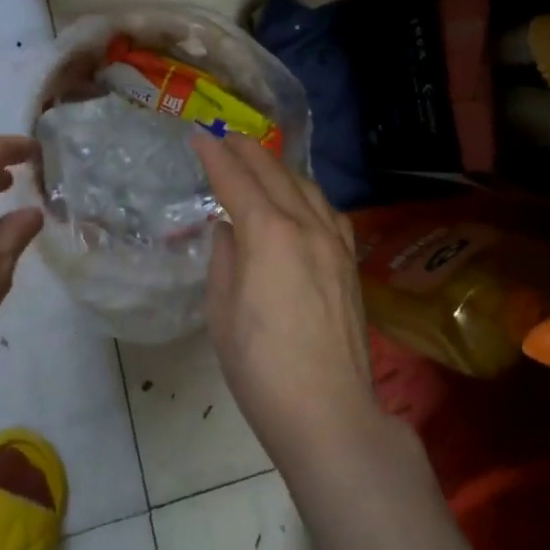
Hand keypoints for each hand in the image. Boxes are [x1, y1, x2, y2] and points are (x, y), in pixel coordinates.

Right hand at [192, 133, 380, 467]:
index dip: (215, 157)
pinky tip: (301, 201)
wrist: (328, 412)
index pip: (237, 181)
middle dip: (248, 151)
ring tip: (260, 162)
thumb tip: (230, 230)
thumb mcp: (223, 311)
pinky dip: (308, 194)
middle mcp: (306, 227)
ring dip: (280, 168)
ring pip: (307, 188)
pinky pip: (328, 212)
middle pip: (275, 175)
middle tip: (226, 137)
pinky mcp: (350, 265)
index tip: (199, 137)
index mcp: (269, 234)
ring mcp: (334, 244)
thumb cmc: (261, 366)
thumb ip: (225, 258)